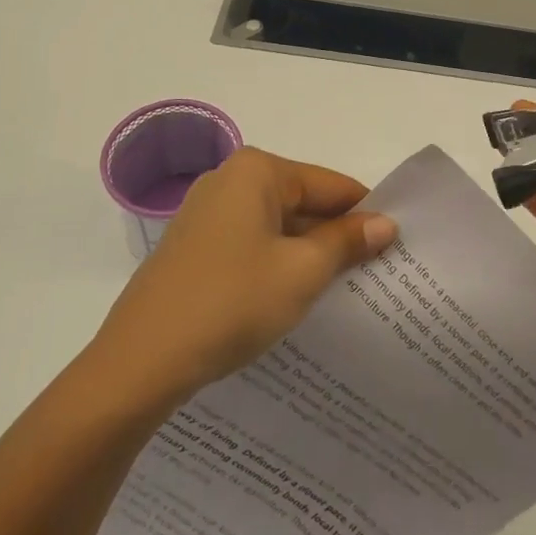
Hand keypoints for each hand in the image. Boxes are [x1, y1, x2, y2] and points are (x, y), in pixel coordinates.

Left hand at [87, 147, 396, 416]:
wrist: (139, 364)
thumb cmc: (231, 303)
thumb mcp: (302, 272)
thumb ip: (347, 242)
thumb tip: (386, 224)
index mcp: (257, 171)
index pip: (332, 185)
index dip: (367, 215)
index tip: (397, 247)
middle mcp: (229, 180)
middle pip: (304, 202)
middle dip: (337, 237)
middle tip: (376, 273)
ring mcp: (206, 214)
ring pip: (278, 227)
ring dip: (308, 255)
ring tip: (343, 290)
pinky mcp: (194, 248)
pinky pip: (252, 245)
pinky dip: (277, 265)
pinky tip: (294, 299)